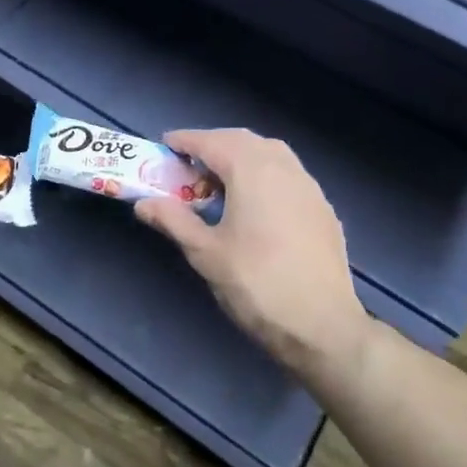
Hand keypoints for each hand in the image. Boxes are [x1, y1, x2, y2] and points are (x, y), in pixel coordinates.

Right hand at [135, 129, 372, 388]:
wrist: (322, 326)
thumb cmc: (256, 284)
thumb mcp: (205, 252)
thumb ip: (173, 220)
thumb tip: (143, 203)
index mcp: (253, 172)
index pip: (212, 142)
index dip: (186, 141)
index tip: (165, 147)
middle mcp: (285, 168)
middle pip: (244, 141)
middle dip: (214, 145)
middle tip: (188, 166)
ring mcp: (310, 188)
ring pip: (271, 155)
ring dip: (241, 158)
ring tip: (219, 183)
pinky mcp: (323, 210)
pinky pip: (288, 176)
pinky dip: (264, 176)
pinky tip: (254, 206)